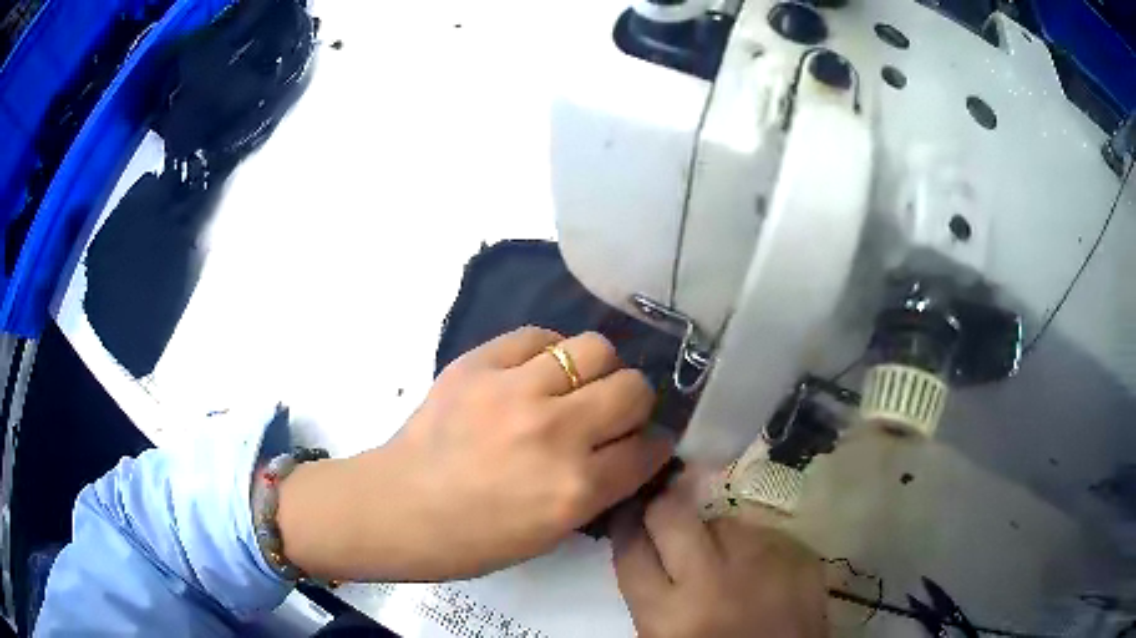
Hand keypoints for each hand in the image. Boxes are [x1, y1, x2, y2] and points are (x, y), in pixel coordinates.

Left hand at [278, 327, 672, 581]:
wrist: (397, 507)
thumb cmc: (473, 539)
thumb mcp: (551, 534)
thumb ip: (599, 489)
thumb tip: (632, 450)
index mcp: (575, 490)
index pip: (649, 449)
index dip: (655, 445)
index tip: (646, 442)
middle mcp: (556, 433)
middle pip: (633, 389)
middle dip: (634, 403)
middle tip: (611, 414)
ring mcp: (515, 391)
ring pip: (596, 348)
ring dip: (597, 370)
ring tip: (575, 385)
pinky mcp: (479, 364)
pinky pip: (538, 336)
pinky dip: (548, 352)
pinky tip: (537, 371)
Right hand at [612, 471, 827, 637]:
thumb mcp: (665, 636)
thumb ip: (652, 595)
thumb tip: (644, 542)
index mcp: (668, 615)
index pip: (632, 548)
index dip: (625, 525)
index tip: (628, 514)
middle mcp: (712, 580)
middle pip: (671, 514)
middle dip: (663, 508)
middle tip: (667, 517)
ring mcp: (763, 562)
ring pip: (724, 519)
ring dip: (716, 534)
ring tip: (725, 559)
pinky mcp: (800, 555)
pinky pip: (765, 532)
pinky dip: (756, 545)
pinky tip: (760, 568)